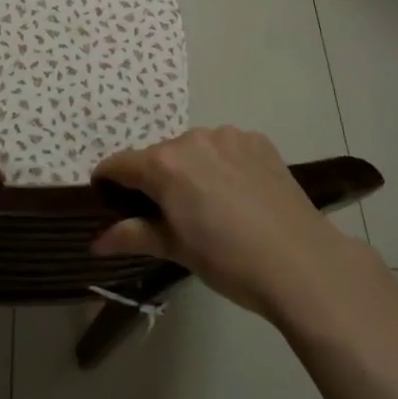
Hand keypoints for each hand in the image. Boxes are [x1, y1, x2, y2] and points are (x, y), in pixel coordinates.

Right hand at [91, 127, 384, 324]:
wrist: (301, 262)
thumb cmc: (229, 262)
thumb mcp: (177, 250)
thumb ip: (134, 236)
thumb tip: (96, 241)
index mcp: (165, 165)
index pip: (121, 164)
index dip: (109, 179)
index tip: (106, 195)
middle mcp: (192, 139)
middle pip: (160, 156)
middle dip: (156, 179)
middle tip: (168, 214)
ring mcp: (228, 136)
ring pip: (195, 149)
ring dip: (192, 169)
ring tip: (210, 205)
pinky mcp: (257, 140)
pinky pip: (226, 147)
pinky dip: (223, 164)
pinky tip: (239, 193)